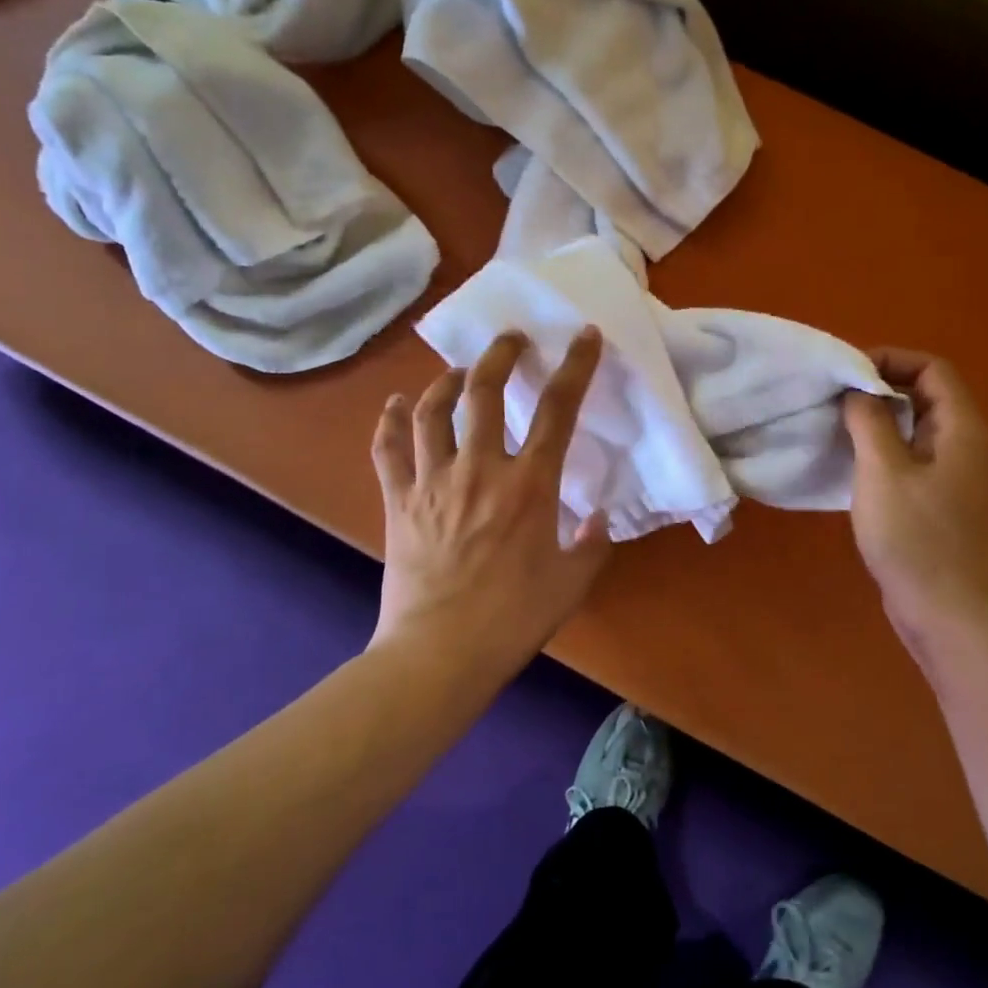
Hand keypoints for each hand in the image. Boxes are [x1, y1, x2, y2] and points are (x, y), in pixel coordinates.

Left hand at [369, 327, 611, 677]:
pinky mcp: (398, 501)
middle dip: (500, 355)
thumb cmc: (513, 618)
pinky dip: (388, 421)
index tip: (584, 336)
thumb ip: (592, 545)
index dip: (575, 367)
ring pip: (432, 411)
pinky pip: (388, 449)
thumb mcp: (571, 583)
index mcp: (529, 485)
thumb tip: (598, 517)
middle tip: (510, 339)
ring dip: (446, 381)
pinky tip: (393, 405)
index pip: (557, 410)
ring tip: (459, 371)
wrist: (441, 651)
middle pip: (485, 392)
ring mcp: (433, 481)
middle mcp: (480, 469)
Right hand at [843, 349, 987, 644]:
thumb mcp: (883, 471)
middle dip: (878, 389)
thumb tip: (857, 390)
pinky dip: (881, 452)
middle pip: (924, 396)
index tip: (846, 374)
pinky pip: (910, 460)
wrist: (949, 612)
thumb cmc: (917, 538)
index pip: (932, 369)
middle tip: (832, 399)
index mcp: (961, 428)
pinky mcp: (938, 503)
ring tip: (833, 427)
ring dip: (876, 422)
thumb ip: (870, 421)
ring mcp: (953, 476)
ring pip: (914, 430)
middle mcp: (964, 445)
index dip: (890, 360)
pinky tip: (849, 466)